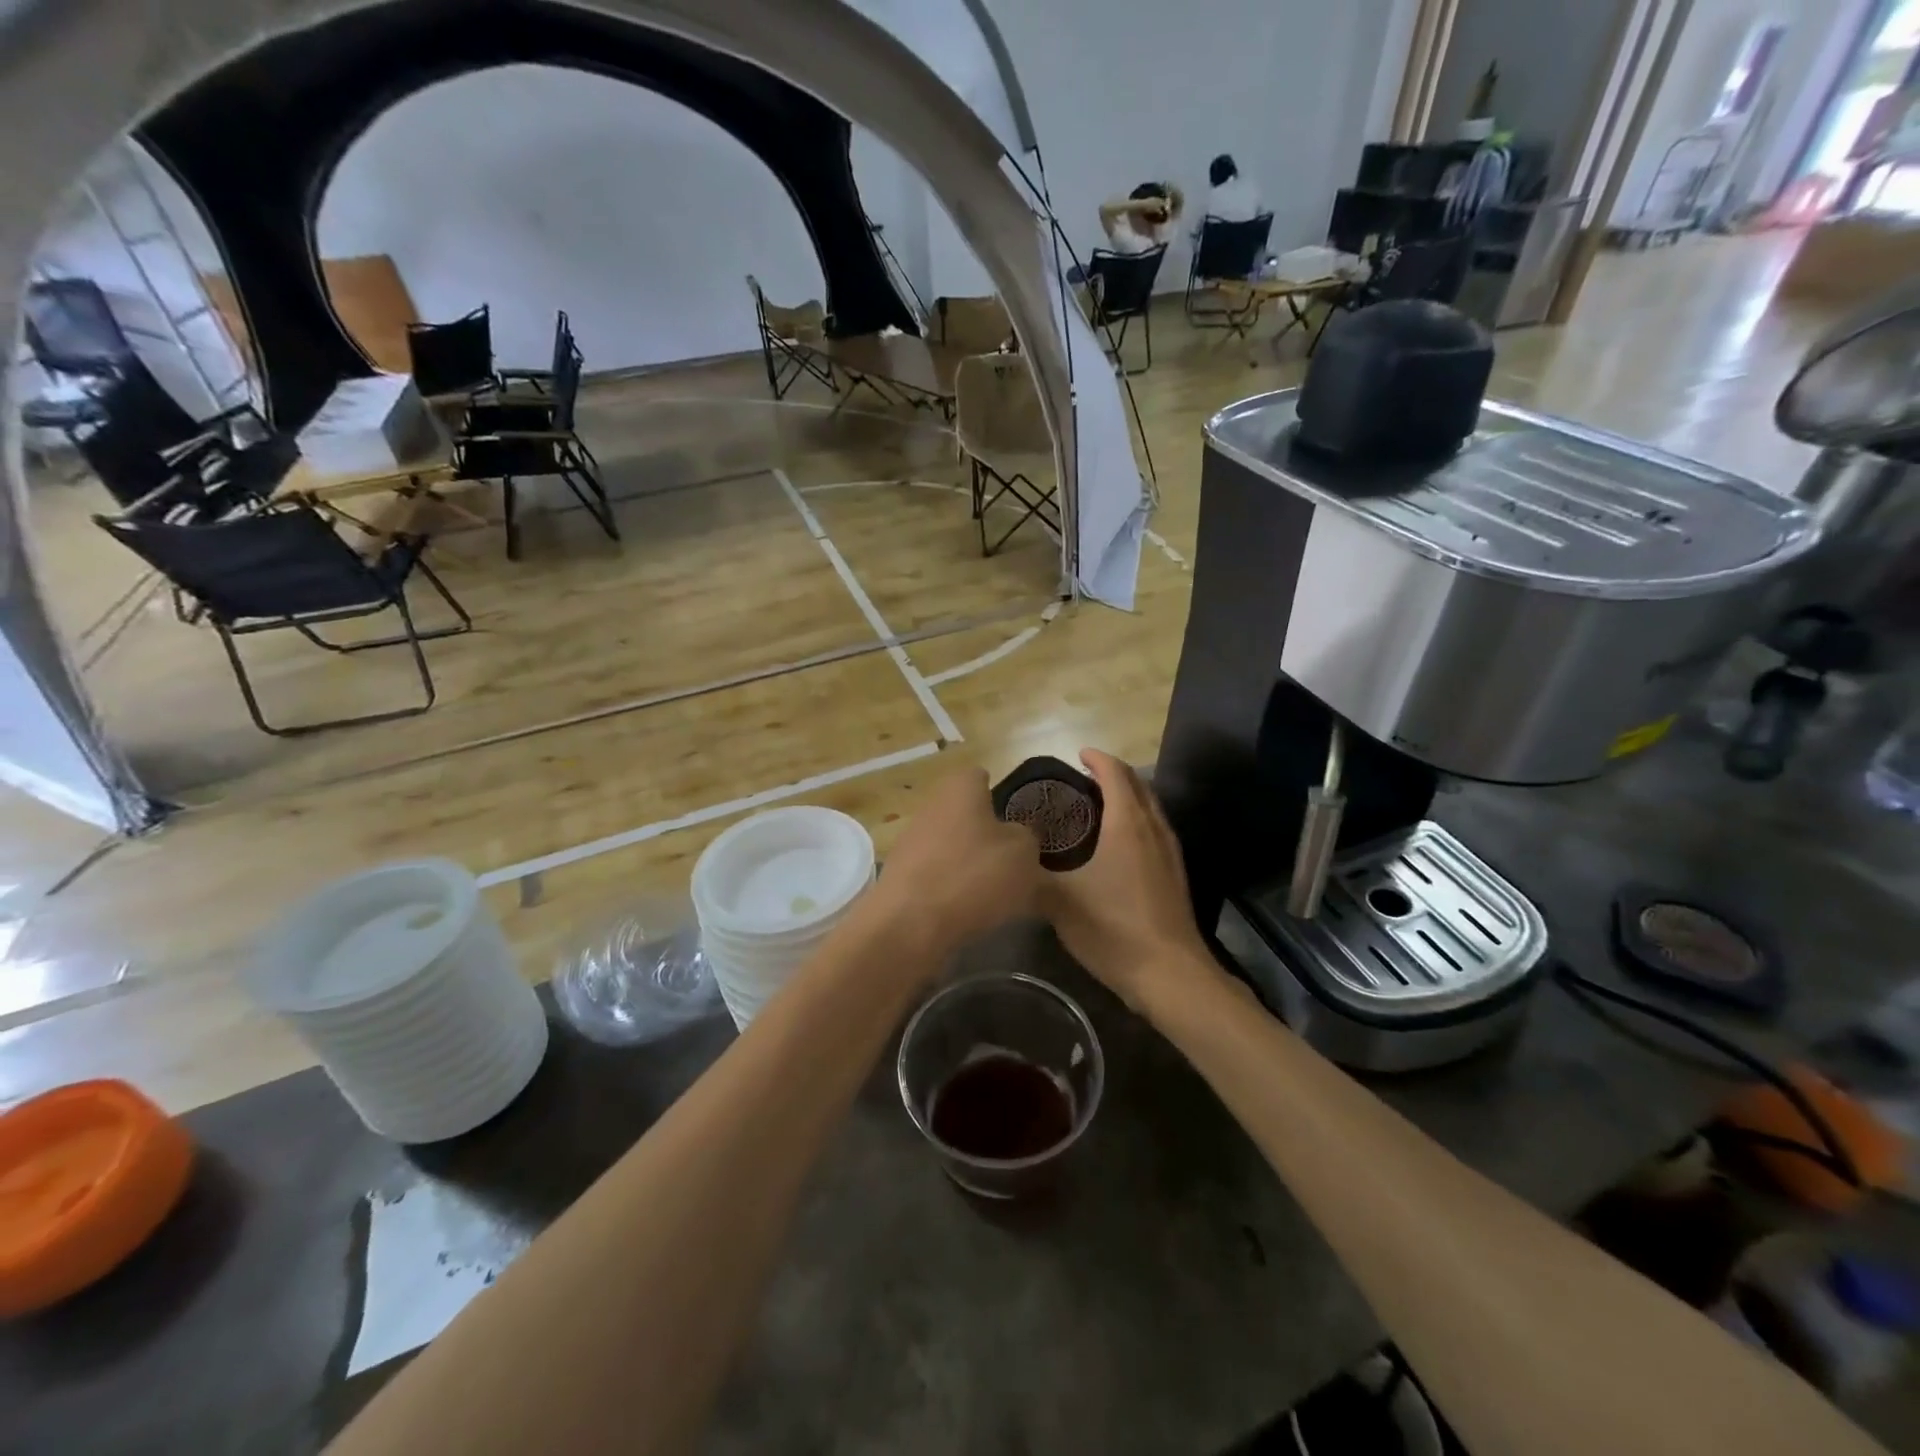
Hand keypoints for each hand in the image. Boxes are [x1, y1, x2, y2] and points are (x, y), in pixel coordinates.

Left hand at [857, 765, 1042, 966]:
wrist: (910, 924)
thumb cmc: (974, 875)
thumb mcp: (1024, 854)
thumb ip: (1025, 838)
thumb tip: (1014, 837)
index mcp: (960, 788)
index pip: (981, 776)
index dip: (1000, 794)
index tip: (1016, 819)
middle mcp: (931, 805)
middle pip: (965, 812)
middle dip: (986, 832)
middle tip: (1011, 859)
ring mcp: (910, 840)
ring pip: (950, 844)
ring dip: (968, 862)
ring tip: (993, 891)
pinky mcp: (900, 874)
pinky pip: (936, 873)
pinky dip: (951, 887)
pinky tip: (966, 910)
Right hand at [1040, 750, 1214, 1008]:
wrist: (1170, 974)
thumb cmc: (1114, 929)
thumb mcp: (1060, 903)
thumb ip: (1031, 876)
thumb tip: (1008, 860)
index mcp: (1127, 825)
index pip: (1115, 774)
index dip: (1097, 758)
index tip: (1077, 753)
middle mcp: (1153, 829)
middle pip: (1138, 785)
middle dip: (1113, 773)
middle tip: (1082, 777)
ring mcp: (1169, 852)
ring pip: (1150, 807)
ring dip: (1128, 796)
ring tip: (1099, 803)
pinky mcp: (1175, 875)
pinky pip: (1155, 830)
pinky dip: (1137, 820)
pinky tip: (1119, 844)